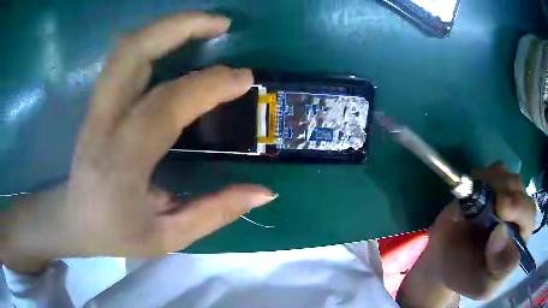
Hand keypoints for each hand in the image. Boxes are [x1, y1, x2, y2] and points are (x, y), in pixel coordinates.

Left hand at [2, 12, 275, 272]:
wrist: (72, 219)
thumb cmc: (115, 233)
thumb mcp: (167, 238)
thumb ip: (215, 213)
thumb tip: (264, 191)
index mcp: (120, 162)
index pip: (165, 105)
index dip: (209, 85)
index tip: (244, 79)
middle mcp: (103, 123)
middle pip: (134, 51)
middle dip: (181, 26)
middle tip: (222, 24)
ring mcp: (96, 106)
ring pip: (127, 47)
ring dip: (168, 26)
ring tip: (205, 25)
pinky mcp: (98, 101)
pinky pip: (124, 56)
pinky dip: (153, 38)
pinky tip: (176, 41)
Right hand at [397, 163, 535, 305]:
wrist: (444, 261)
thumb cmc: (467, 277)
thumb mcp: (484, 287)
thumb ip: (499, 271)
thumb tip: (502, 234)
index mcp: (520, 238)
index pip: (529, 216)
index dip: (520, 209)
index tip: (502, 208)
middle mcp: (516, 214)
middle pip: (520, 189)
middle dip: (506, 190)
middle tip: (488, 198)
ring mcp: (503, 196)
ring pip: (507, 176)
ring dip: (493, 181)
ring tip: (475, 198)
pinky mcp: (489, 185)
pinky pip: (493, 170)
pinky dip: (483, 175)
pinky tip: (474, 188)